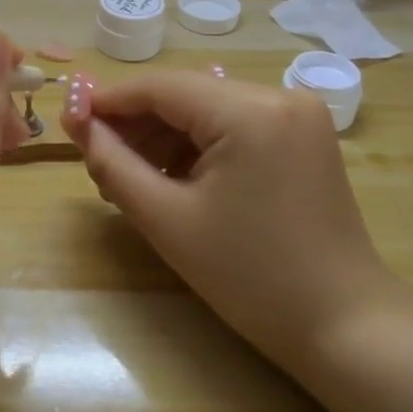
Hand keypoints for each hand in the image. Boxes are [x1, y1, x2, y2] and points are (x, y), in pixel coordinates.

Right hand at [60, 68, 399, 373]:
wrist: (343, 324)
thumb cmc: (250, 277)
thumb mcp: (167, 219)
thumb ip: (113, 164)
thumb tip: (77, 124)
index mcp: (250, 110)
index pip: (160, 87)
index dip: (109, 102)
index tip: (69, 122)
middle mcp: (279, 95)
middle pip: (185, 95)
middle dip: (136, 125)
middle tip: (97, 163)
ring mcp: (298, 114)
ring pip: (208, 110)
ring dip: (165, 137)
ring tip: (130, 179)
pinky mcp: (304, 136)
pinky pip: (235, 126)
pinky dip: (199, 147)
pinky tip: (174, 179)